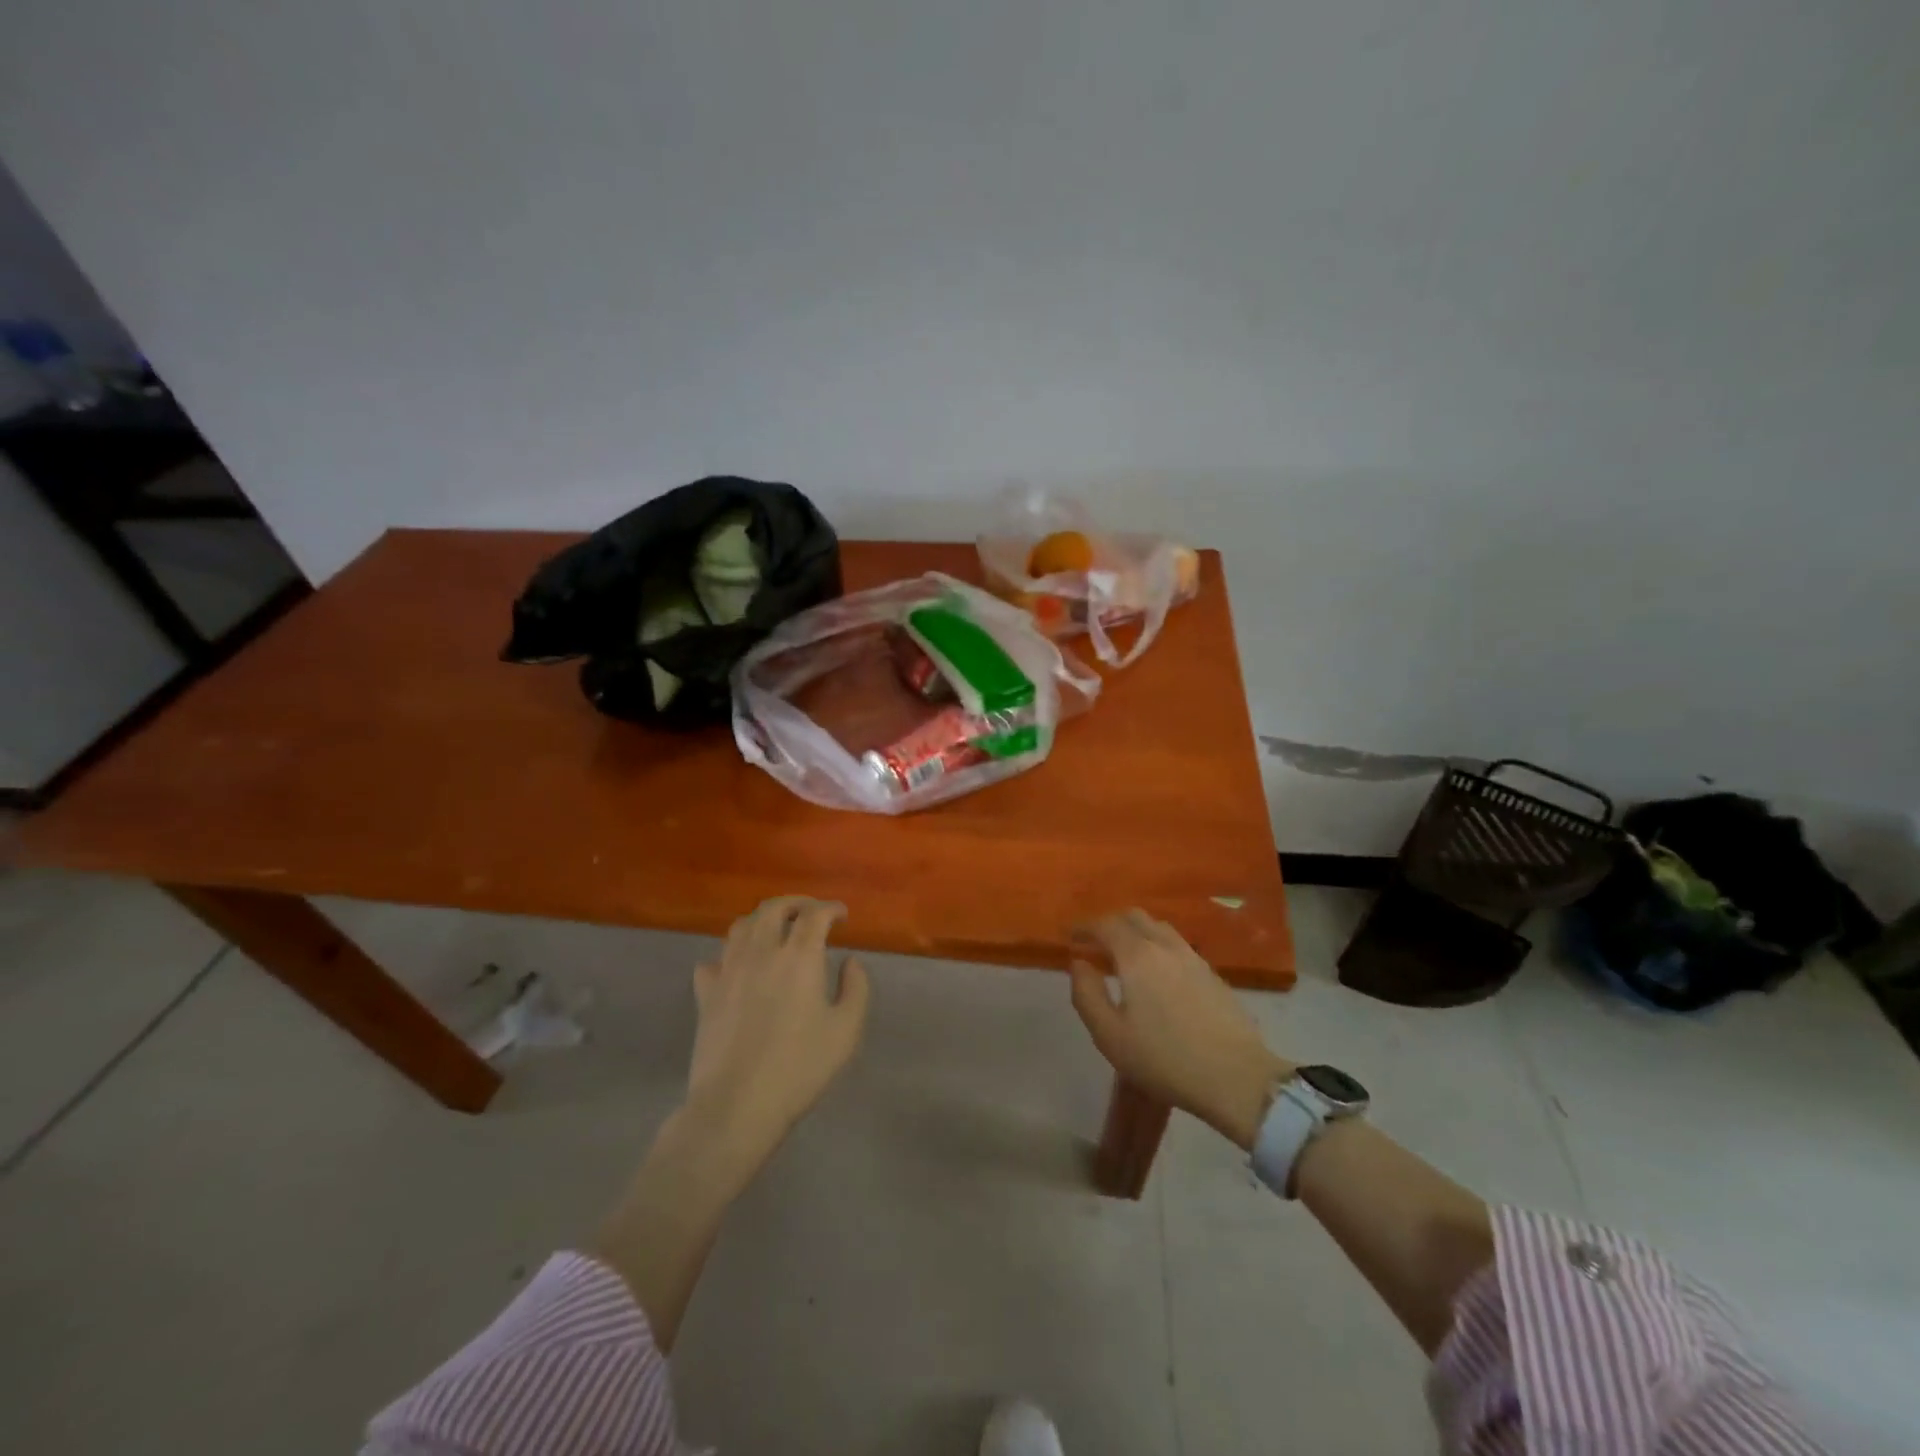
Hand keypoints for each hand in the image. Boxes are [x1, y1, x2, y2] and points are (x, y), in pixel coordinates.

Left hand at [684, 895, 870, 1168]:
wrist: (736, 1105)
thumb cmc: (799, 1068)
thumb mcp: (846, 1031)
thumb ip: (856, 988)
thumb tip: (851, 961)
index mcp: (798, 957)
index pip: (814, 915)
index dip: (831, 909)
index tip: (842, 915)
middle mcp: (761, 952)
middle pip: (773, 908)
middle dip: (795, 903)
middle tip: (810, 912)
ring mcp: (728, 971)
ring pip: (741, 927)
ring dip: (762, 920)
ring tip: (775, 930)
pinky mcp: (706, 994)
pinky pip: (714, 960)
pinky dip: (729, 955)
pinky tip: (738, 967)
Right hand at [1069, 909, 1291, 1148]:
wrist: (1236, 1077)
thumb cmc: (1165, 1059)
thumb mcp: (1110, 1035)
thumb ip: (1087, 994)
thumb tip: (1078, 964)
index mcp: (1137, 956)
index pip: (1106, 925)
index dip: (1085, 927)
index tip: (1071, 937)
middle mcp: (1165, 946)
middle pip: (1135, 917)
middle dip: (1111, 924)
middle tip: (1096, 944)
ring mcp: (1194, 958)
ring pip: (1160, 928)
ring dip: (1137, 933)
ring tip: (1126, 956)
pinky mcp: (1213, 975)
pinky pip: (1178, 946)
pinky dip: (1158, 947)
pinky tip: (1158, 974)